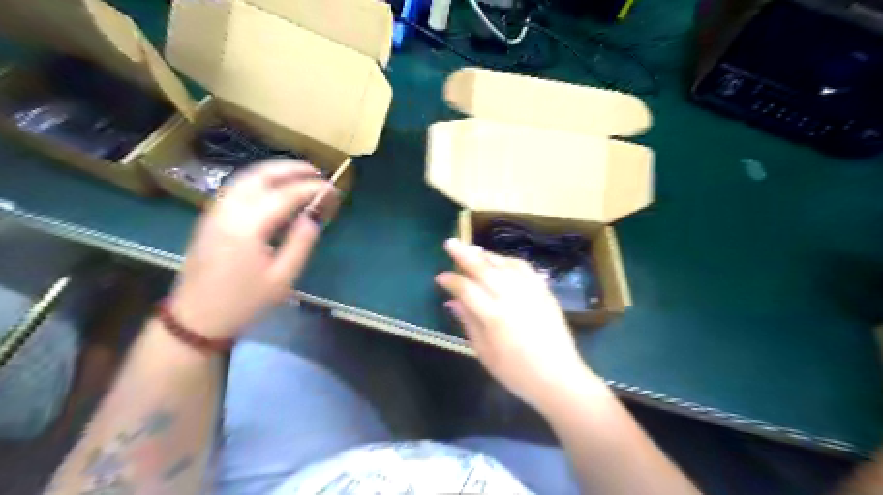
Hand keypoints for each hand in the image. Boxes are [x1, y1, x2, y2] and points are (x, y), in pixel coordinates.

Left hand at [168, 161, 338, 339]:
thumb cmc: (244, 302)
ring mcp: (214, 212)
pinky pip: (236, 187)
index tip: (332, 189)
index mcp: (247, 227)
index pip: (285, 195)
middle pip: (261, 176)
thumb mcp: (282, 278)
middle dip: (291, 169)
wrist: (196, 318)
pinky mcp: (209, 217)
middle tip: (316, 172)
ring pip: (245, 177)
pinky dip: (259, 180)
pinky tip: (273, 187)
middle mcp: (228, 211)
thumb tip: (314, 216)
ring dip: (274, 170)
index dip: (311, 188)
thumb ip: (301, 242)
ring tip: (298, 173)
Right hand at [438, 239, 603, 414]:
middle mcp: (512, 298)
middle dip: (464, 254)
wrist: (559, 378)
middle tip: (450, 243)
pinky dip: (509, 261)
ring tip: (473, 250)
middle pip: (484, 268)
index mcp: (494, 317)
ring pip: (504, 264)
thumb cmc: (517, 373)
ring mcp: (531, 292)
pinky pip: (525, 268)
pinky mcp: (545, 292)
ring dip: (486, 255)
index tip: (439, 277)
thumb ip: (468, 323)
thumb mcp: (485, 353)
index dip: (451, 280)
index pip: (466, 289)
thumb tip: (452, 302)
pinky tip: (501, 261)